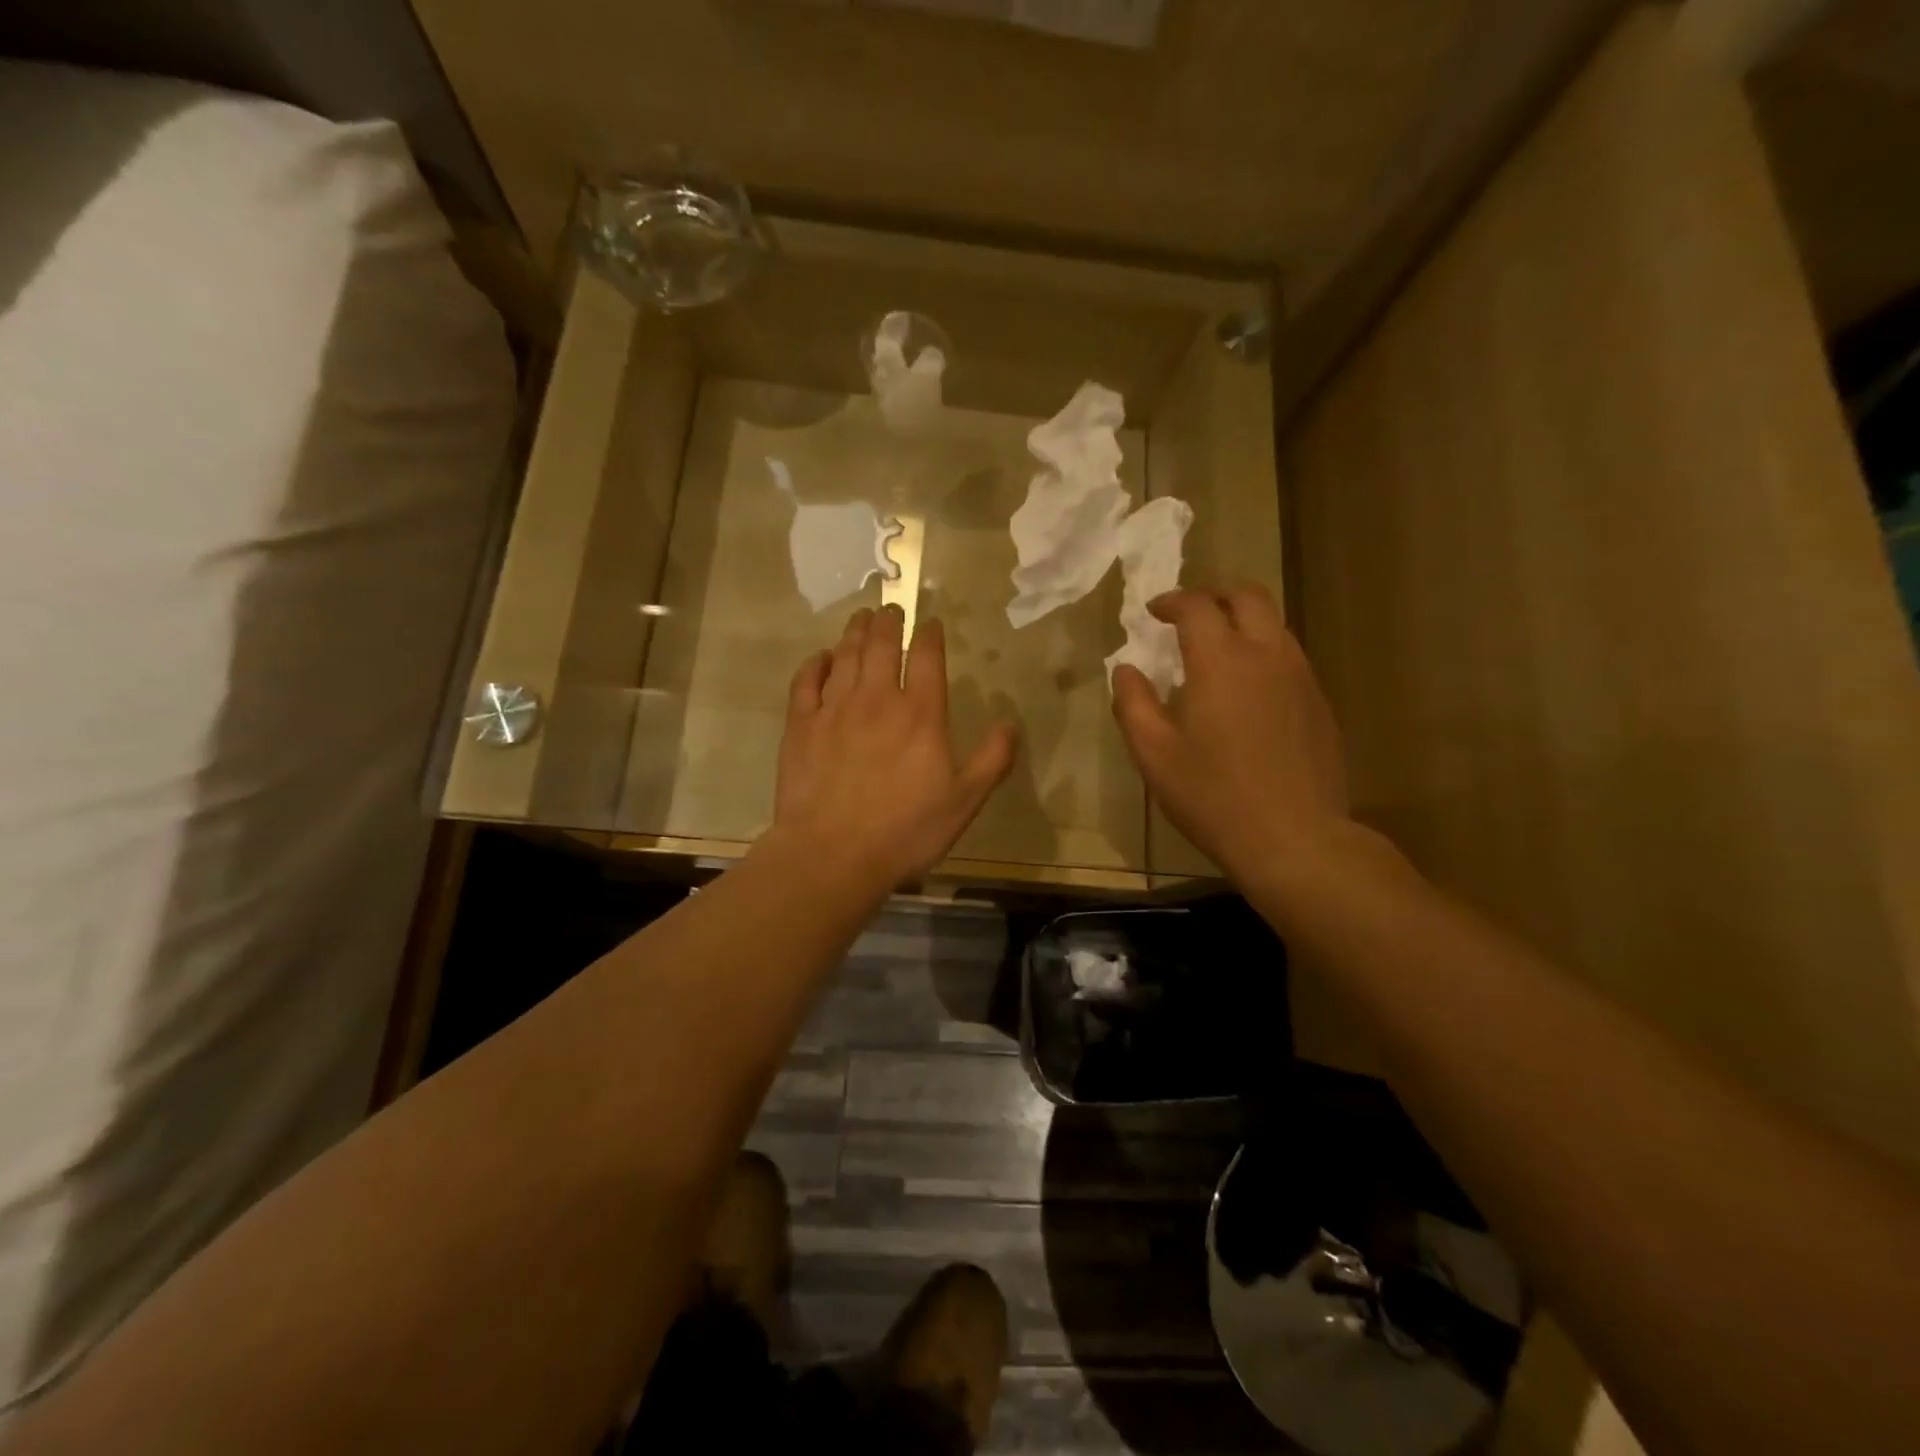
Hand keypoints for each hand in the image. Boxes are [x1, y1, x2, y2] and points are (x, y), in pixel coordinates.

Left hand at [773, 604, 1018, 887]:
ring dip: (854, 631)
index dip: (929, 634)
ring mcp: (834, 709)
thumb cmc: (905, 831)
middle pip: (881, 644)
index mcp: (920, 713)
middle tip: (890, 608)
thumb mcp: (965, 801)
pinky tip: (821, 657)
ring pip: (845, 655)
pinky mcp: (800, 725)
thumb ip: (992, 759)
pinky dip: (815, 663)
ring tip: (860, 617)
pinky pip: (806, 681)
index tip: (930, 623)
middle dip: (888, 621)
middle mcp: (876, 698)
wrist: (832, 854)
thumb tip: (1010, 722)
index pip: (926, 656)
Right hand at [1112, 584, 1349, 884]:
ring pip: (1274, 623)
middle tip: (1190, 609)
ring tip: (1216, 645)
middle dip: (1214, 592)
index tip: (1153, 612)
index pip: (1197, 606)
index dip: (1172, 601)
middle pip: (1248, 596)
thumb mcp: (1154, 754)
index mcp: (1221, 661)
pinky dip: (1262, 650)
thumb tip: (1125, 670)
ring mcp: (1300, 677)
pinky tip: (1246, 686)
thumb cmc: (1213, 796)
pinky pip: (1289, 656)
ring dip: (1242, 619)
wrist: (1295, 838)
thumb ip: (1132, 703)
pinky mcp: (1319, 703)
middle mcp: (1267, 655)